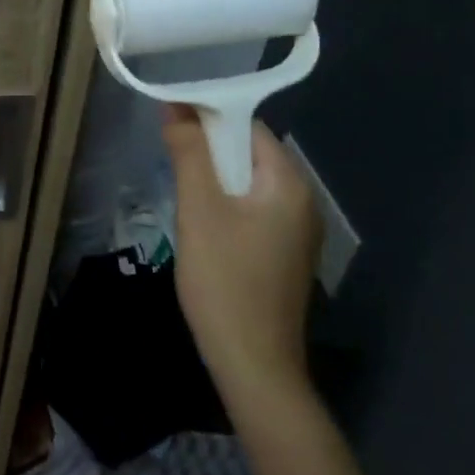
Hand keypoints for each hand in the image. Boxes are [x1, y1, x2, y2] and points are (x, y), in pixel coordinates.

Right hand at [163, 105, 318, 396]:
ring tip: (182, 190)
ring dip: (216, 178)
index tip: (171, 121)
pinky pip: (254, 211)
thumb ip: (190, 154)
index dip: (208, 118)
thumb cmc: (225, 282)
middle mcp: (303, 202)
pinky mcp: (285, 256)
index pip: (249, 128)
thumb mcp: (200, 210)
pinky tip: (203, 224)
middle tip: (171, 159)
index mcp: (290, 184)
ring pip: (250, 185)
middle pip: (251, 154)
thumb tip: (176, 108)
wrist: (254, 367)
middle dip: (210, 150)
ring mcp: (298, 233)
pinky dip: (227, 205)